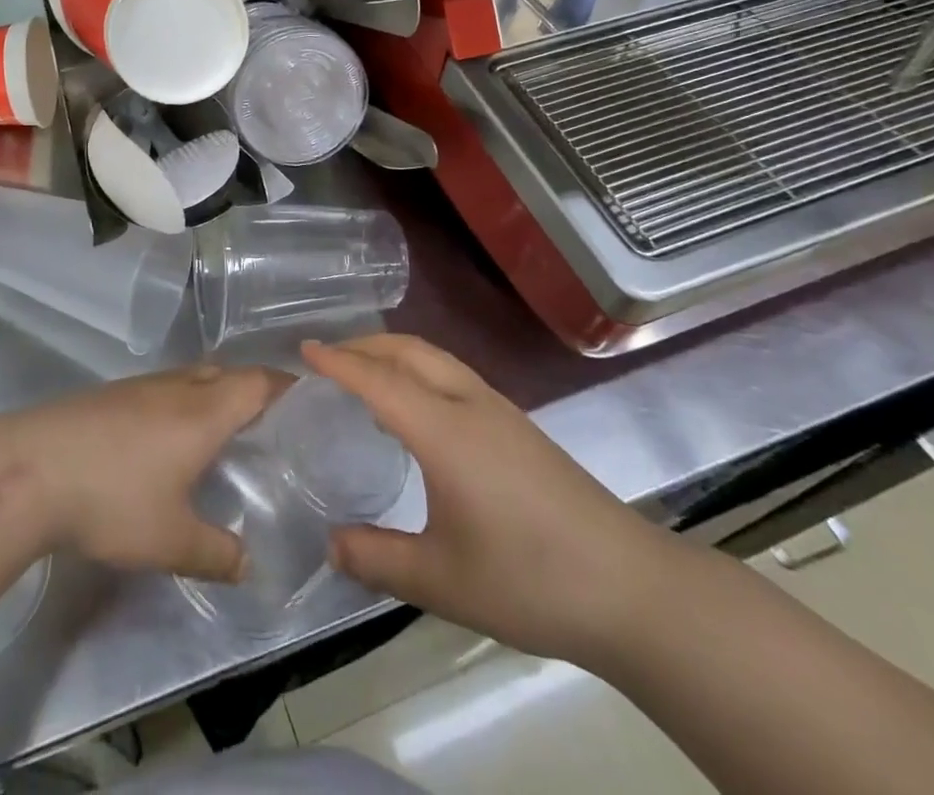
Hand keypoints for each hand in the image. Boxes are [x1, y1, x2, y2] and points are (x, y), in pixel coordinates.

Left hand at [0, 364, 284, 581]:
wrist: (30, 468)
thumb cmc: (112, 500)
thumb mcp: (170, 541)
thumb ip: (215, 553)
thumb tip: (248, 565)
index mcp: (203, 413)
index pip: (257, 383)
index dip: (284, 386)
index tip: (305, 397)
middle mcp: (177, 388)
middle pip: (226, 372)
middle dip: (251, 387)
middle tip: (268, 418)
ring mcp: (139, 386)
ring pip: (191, 376)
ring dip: (213, 390)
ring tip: (221, 424)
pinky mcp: (110, 394)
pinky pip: (162, 386)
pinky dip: (181, 399)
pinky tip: (166, 433)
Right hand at [303, 335, 680, 662]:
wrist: (630, 587)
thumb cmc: (529, 579)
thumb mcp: (441, 581)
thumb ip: (378, 559)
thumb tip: (329, 545)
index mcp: (445, 431)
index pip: (379, 380)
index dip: (338, 362)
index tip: (303, 349)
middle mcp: (470, 405)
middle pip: (409, 352)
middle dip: (365, 345)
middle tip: (327, 357)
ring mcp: (500, 411)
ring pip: (436, 359)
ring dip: (395, 354)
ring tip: (366, 376)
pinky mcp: (520, 427)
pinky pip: (455, 376)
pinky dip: (420, 371)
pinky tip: (417, 409)